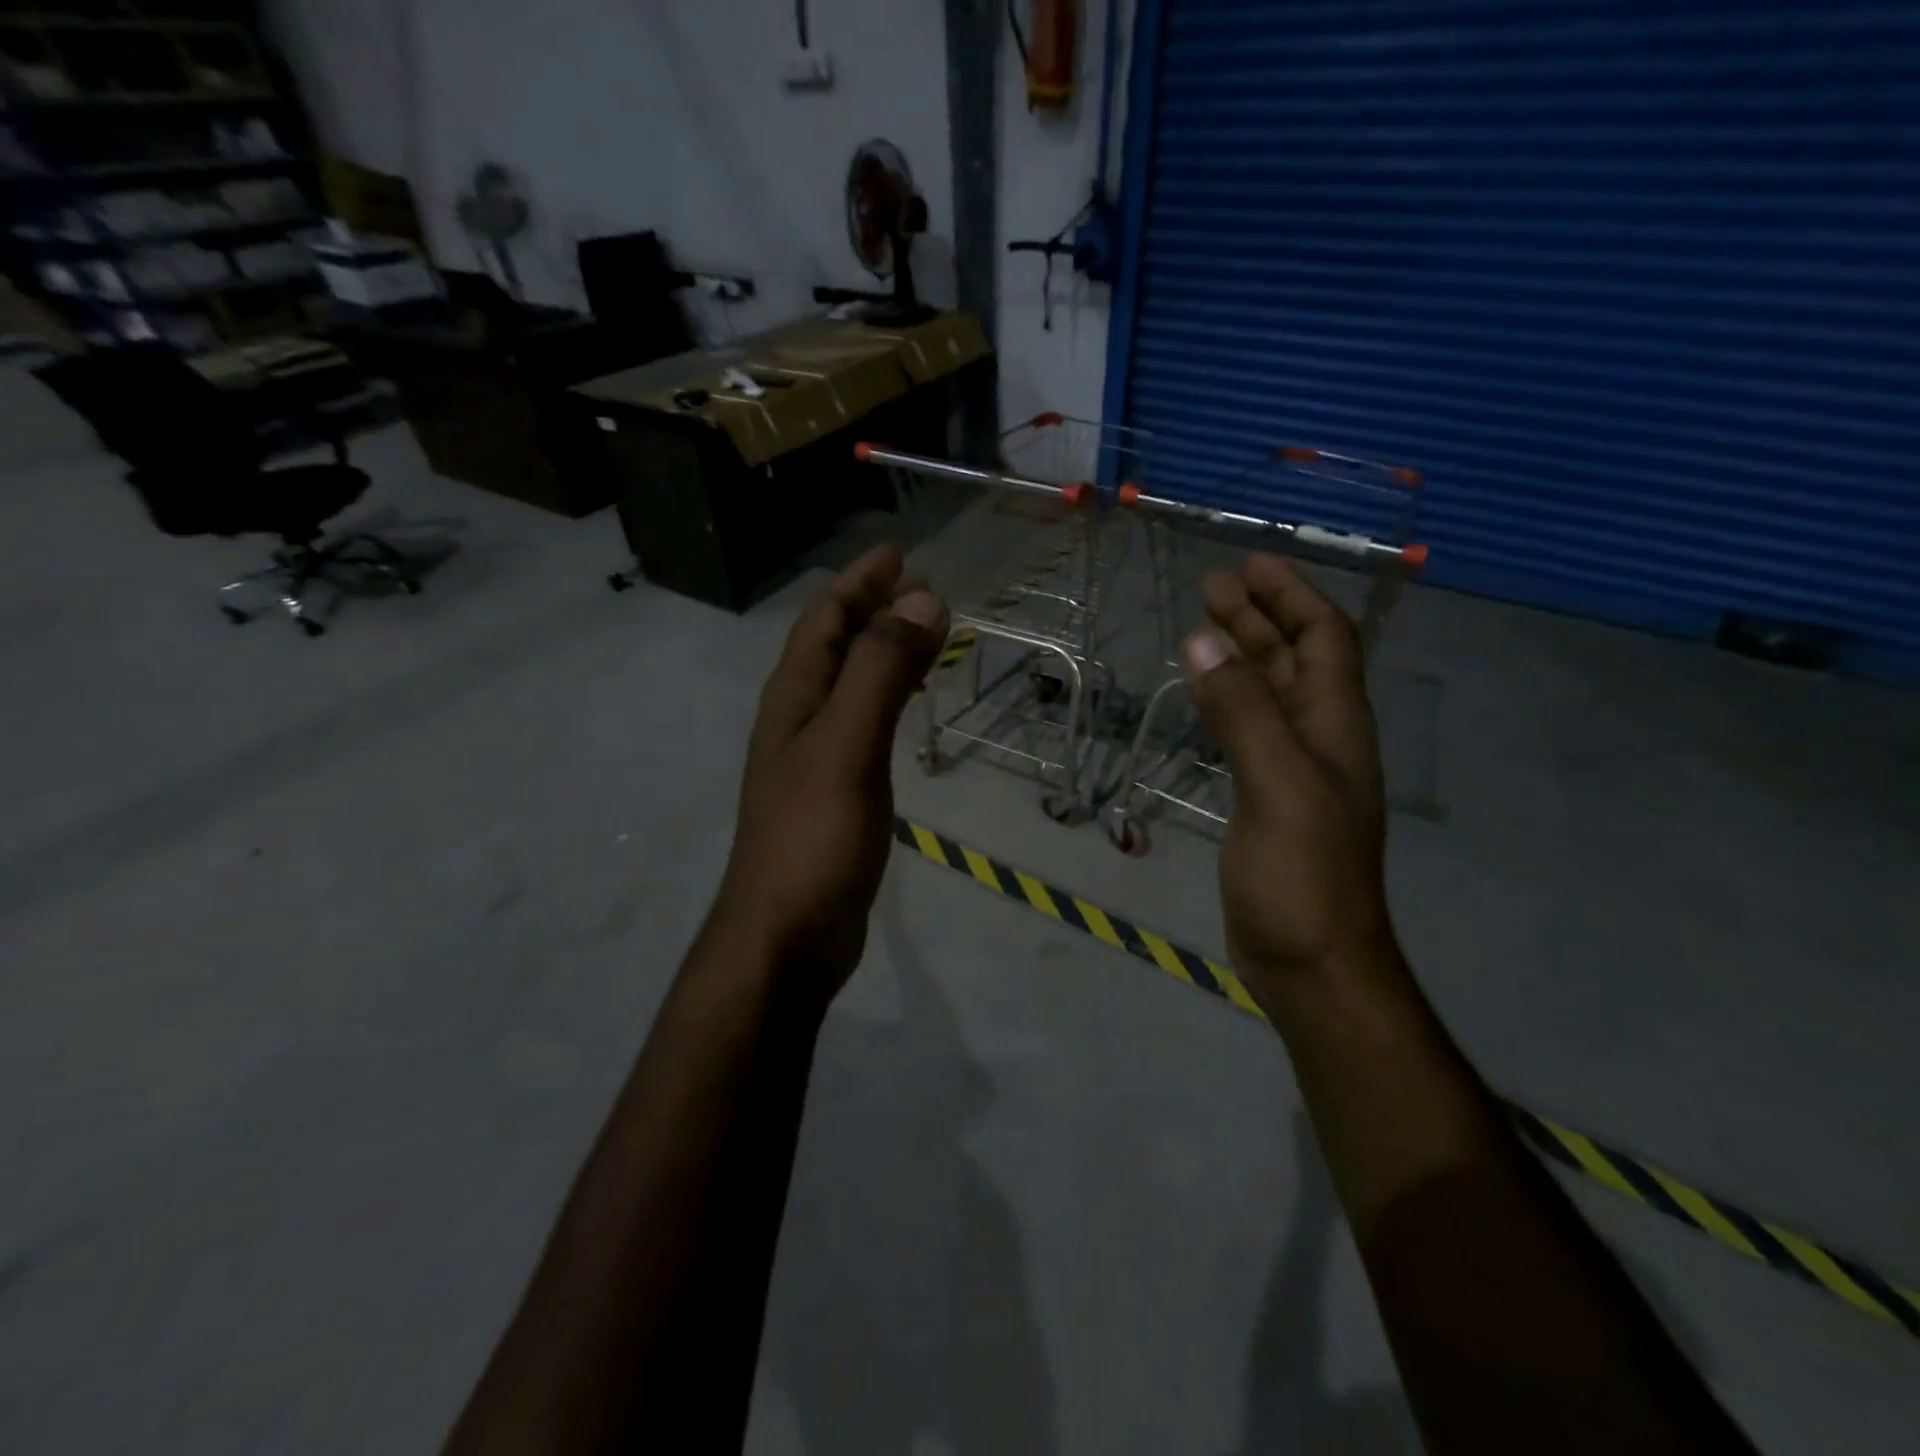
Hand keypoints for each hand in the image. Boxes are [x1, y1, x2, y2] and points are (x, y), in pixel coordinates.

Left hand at [716, 542, 948, 1000]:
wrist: (786, 936)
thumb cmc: (813, 838)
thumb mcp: (846, 746)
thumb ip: (880, 672)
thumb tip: (922, 599)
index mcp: (793, 699)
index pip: (823, 621)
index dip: (858, 583)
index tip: (898, 554)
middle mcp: (798, 720)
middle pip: (834, 647)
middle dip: (871, 609)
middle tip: (919, 586)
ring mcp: (815, 759)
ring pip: (850, 685)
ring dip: (881, 651)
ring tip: (922, 634)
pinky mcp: (835, 793)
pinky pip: (863, 724)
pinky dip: (887, 698)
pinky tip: (904, 708)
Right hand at [1182, 555, 1394, 997]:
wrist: (1312, 960)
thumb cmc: (1303, 874)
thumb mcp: (1276, 784)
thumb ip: (1242, 712)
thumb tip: (1203, 640)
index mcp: (1335, 725)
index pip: (1325, 639)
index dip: (1293, 597)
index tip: (1251, 564)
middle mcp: (1320, 739)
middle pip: (1296, 659)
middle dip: (1259, 617)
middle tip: (1212, 587)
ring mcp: (1294, 771)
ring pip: (1271, 694)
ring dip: (1243, 656)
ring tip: (1202, 629)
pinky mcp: (1267, 799)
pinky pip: (1250, 730)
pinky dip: (1228, 701)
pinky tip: (1206, 698)